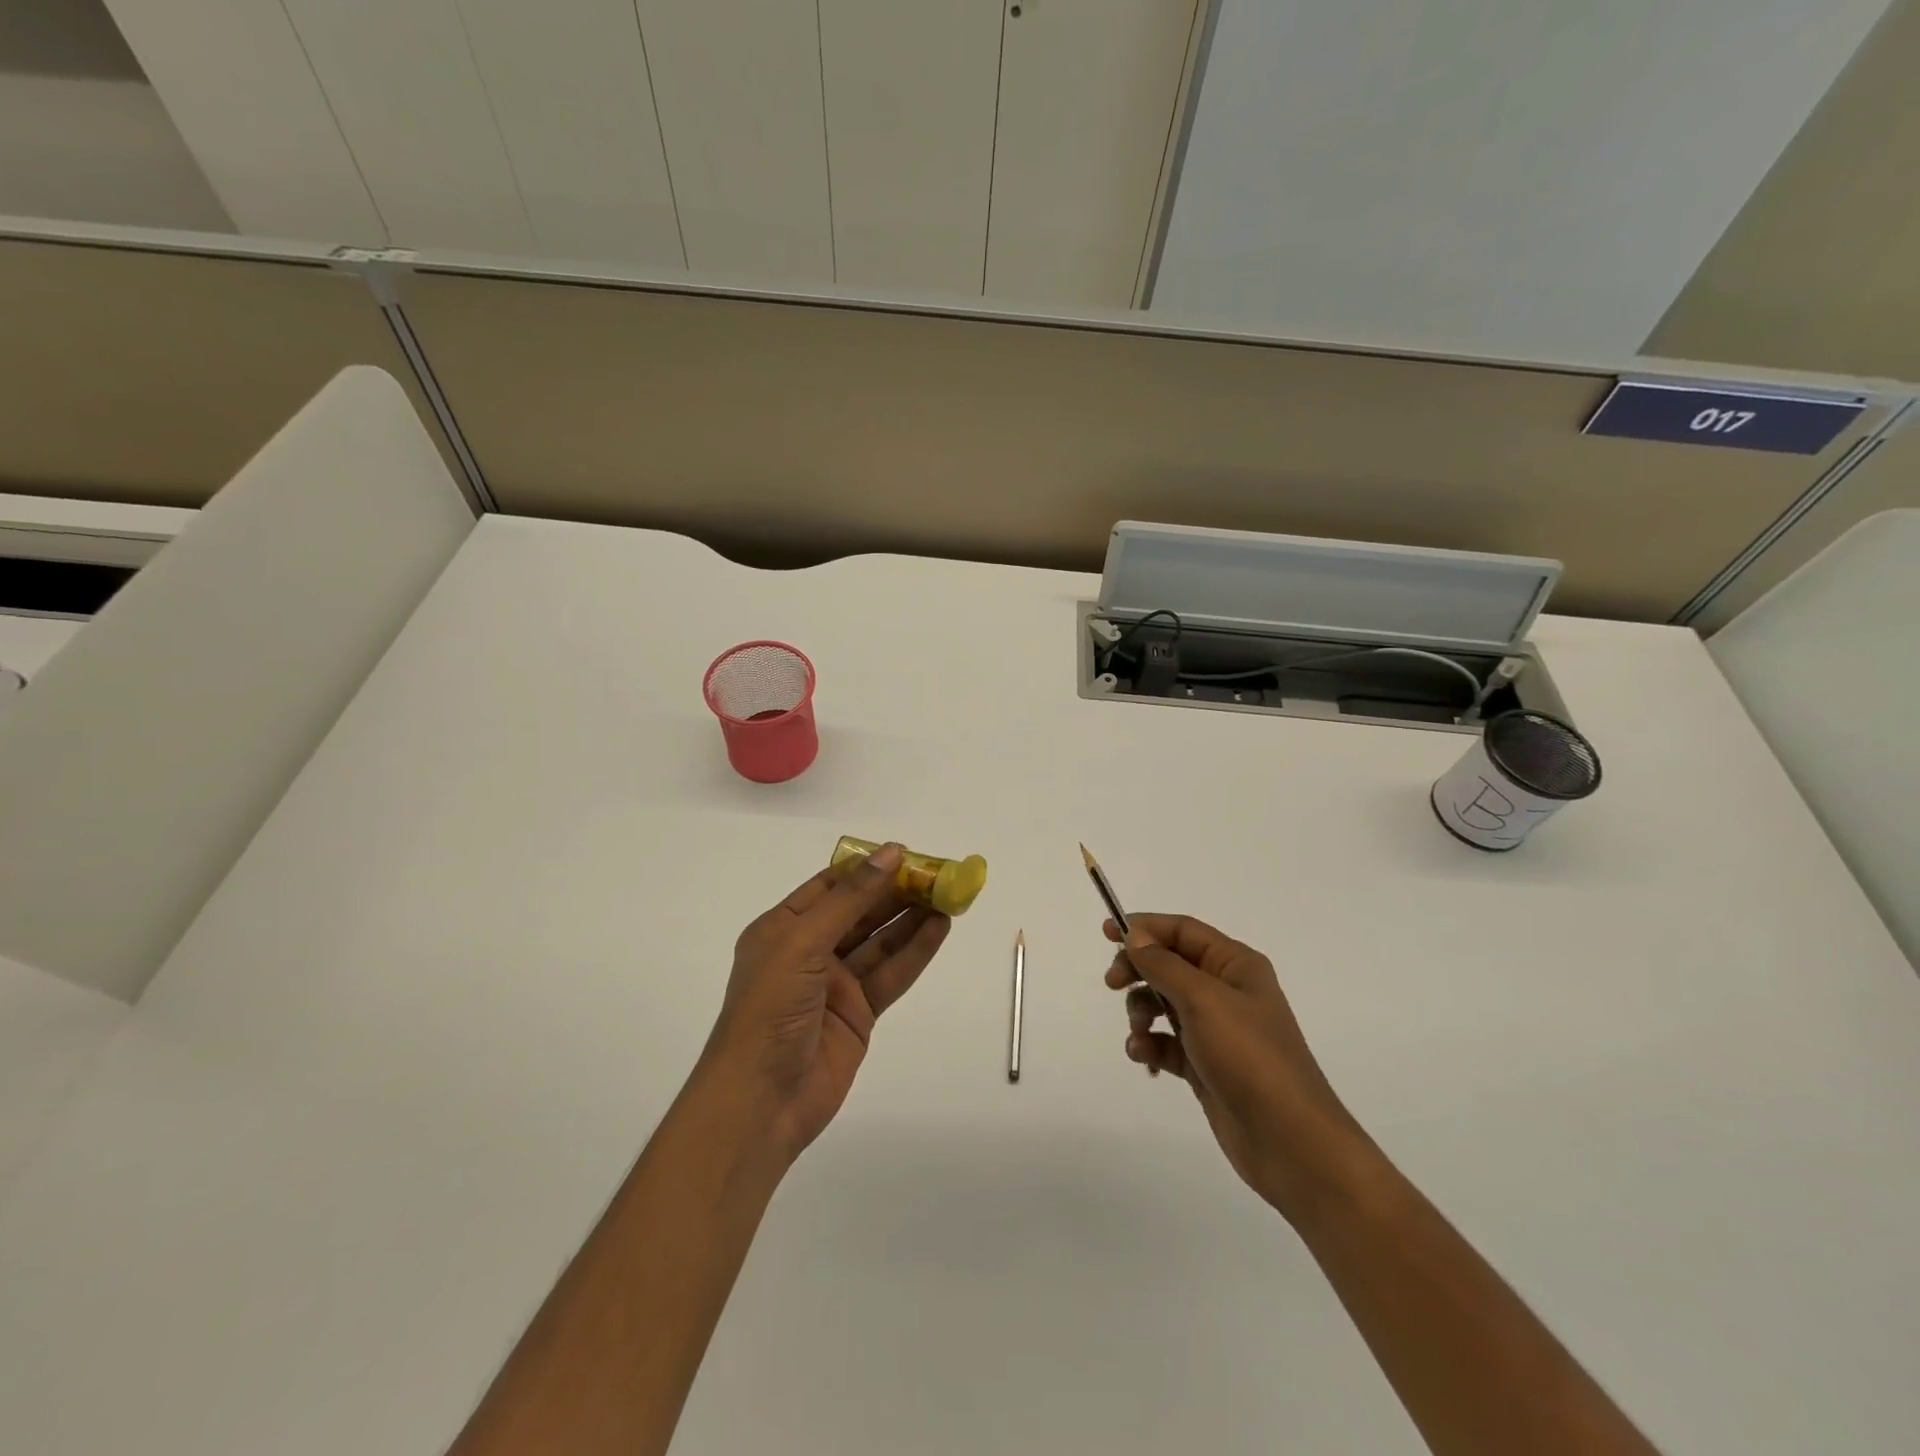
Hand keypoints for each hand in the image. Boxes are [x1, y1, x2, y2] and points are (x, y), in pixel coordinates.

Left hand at [703, 844, 951, 1163]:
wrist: (761, 1101)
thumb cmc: (769, 1009)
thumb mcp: (802, 942)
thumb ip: (850, 899)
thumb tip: (890, 853)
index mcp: (783, 927)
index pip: (830, 886)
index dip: (867, 868)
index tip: (905, 853)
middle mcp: (809, 951)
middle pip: (860, 912)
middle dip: (896, 892)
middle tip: (937, 874)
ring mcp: (835, 984)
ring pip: (880, 941)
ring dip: (911, 919)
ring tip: (948, 896)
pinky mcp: (859, 1013)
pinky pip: (890, 974)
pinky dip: (915, 952)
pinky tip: (939, 929)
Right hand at [1105, 915, 1369, 1220]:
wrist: (1289, 1141)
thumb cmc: (1248, 1056)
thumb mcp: (1203, 1000)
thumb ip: (1163, 964)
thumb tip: (1135, 935)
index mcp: (1235, 965)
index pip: (1182, 930)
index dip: (1144, 927)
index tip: (1106, 933)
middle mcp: (1226, 990)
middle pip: (1169, 964)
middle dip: (1138, 971)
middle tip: (1112, 983)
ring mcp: (1216, 1029)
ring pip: (1163, 1003)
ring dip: (1141, 1012)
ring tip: (1139, 1033)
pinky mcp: (1205, 1064)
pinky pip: (1166, 1042)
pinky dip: (1150, 1045)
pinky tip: (1145, 1058)